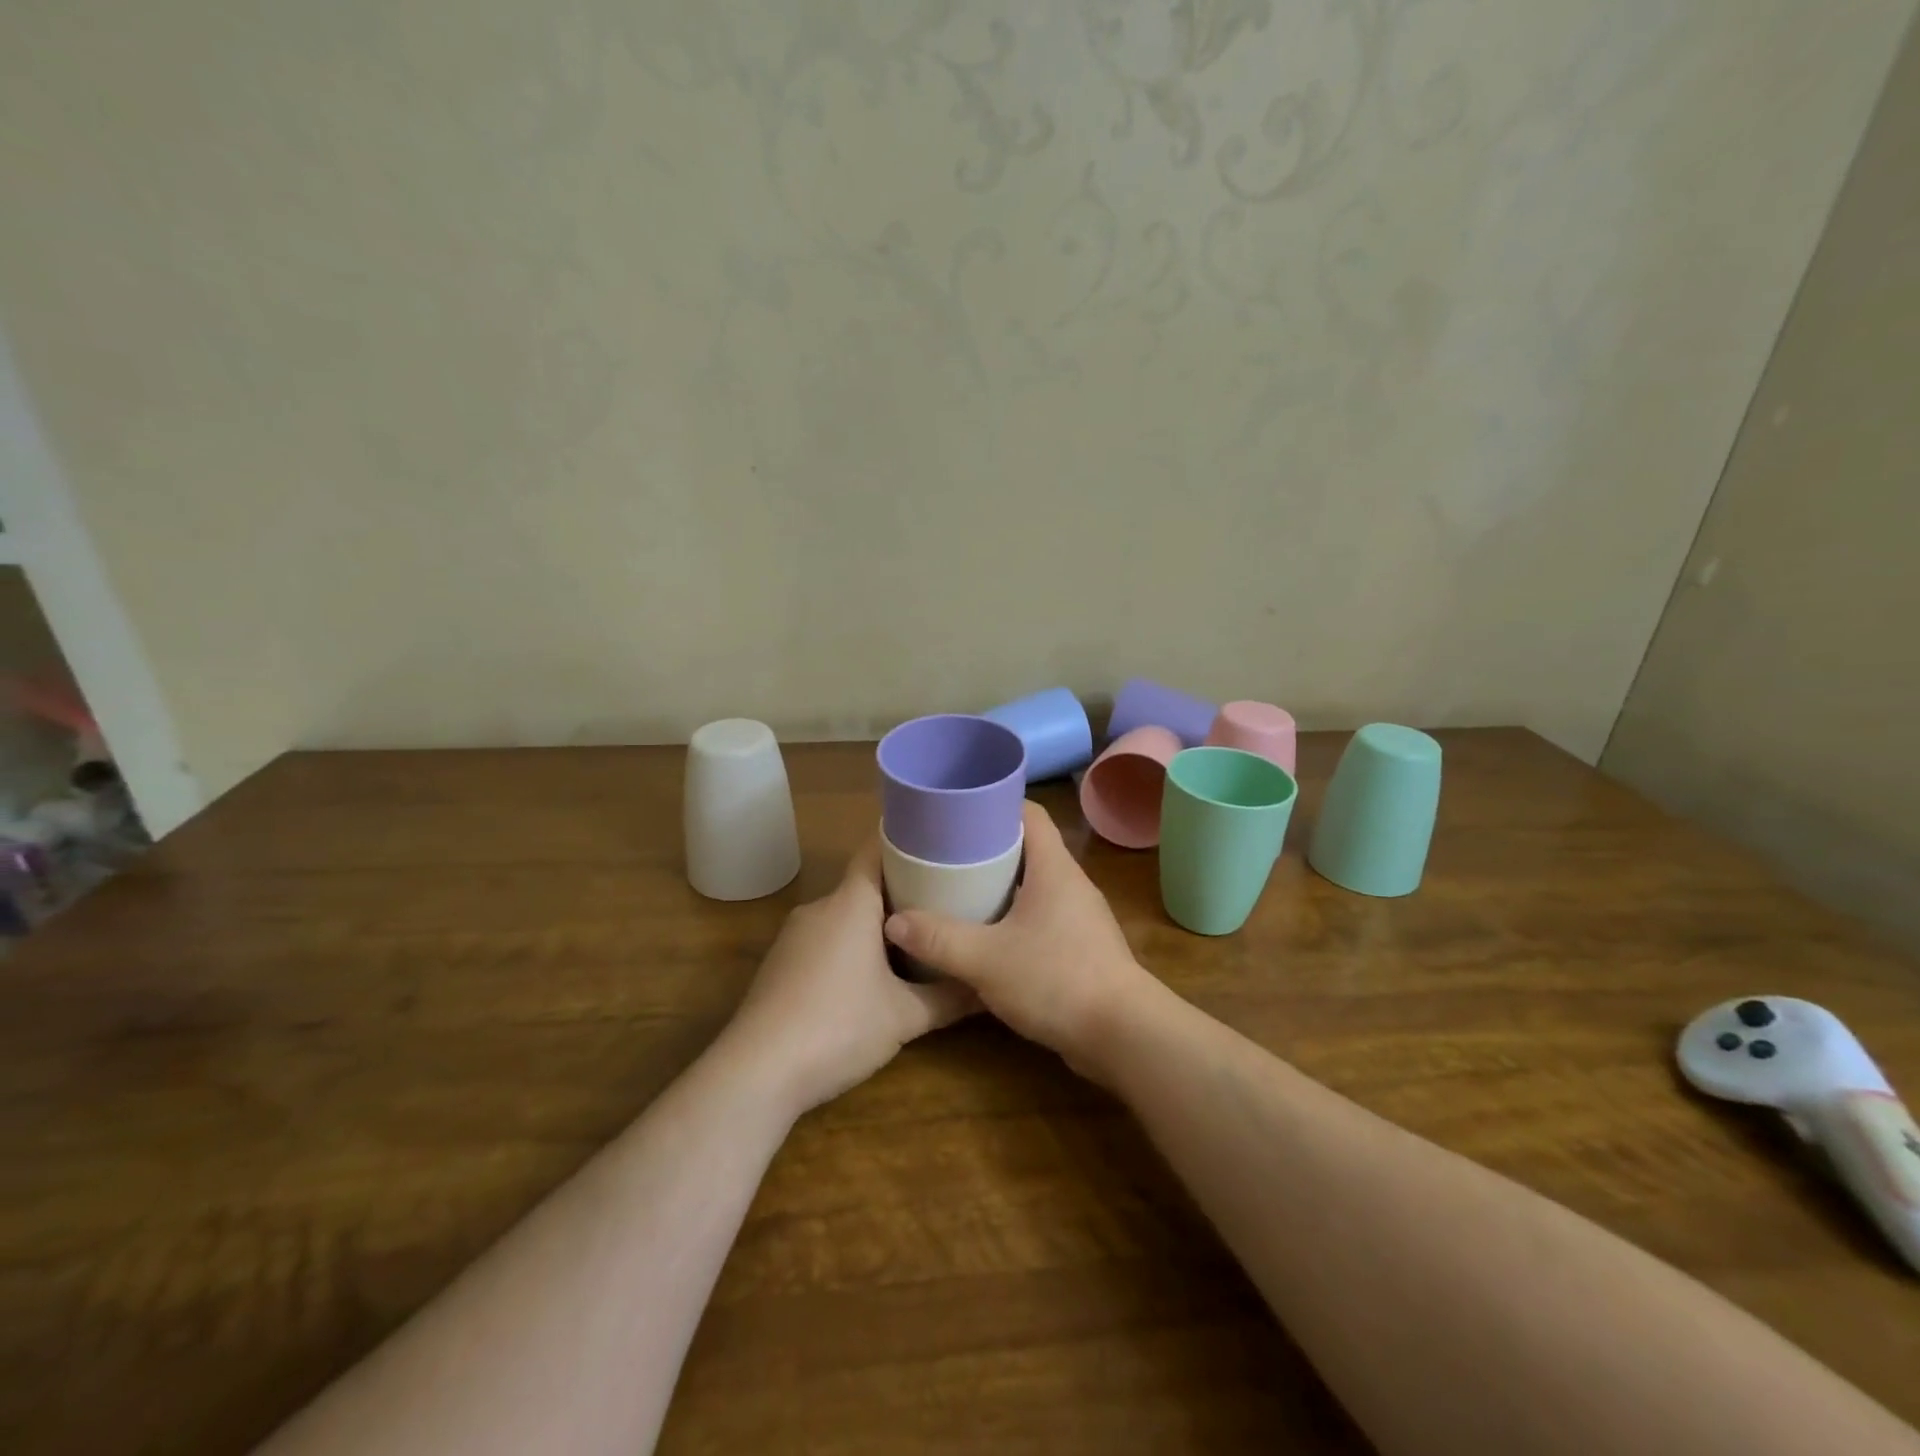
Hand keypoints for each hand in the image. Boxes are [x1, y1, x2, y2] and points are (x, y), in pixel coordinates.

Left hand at [723, 837, 976, 1115]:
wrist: (756, 1073)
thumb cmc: (838, 1027)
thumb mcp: (904, 1017)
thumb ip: (948, 998)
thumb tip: (987, 989)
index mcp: (850, 903)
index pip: (876, 849)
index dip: (907, 841)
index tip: (939, 844)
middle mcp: (820, 908)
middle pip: (864, 884)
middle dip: (902, 889)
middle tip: (944, 899)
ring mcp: (794, 936)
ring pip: (845, 914)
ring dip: (876, 922)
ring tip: (917, 935)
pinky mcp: (781, 965)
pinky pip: (825, 938)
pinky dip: (852, 944)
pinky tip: (872, 974)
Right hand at [882, 801, 1160, 1081]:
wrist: (1122, 1035)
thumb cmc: (1056, 980)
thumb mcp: (986, 959)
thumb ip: (938, 939)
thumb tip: (894, 922)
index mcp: (1054, 868)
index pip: (1030, 813)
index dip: (997, 805)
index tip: (961, 811)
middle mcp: (1070, 883)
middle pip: (1028, 848)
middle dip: (988, 848)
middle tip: (947, 854)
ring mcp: (1079, 917)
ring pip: (1034, 886)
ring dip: (1001, 886)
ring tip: (959, 891)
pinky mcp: (1081, 947)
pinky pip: (1042, 918)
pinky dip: (1014, 918)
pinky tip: (986, 937)